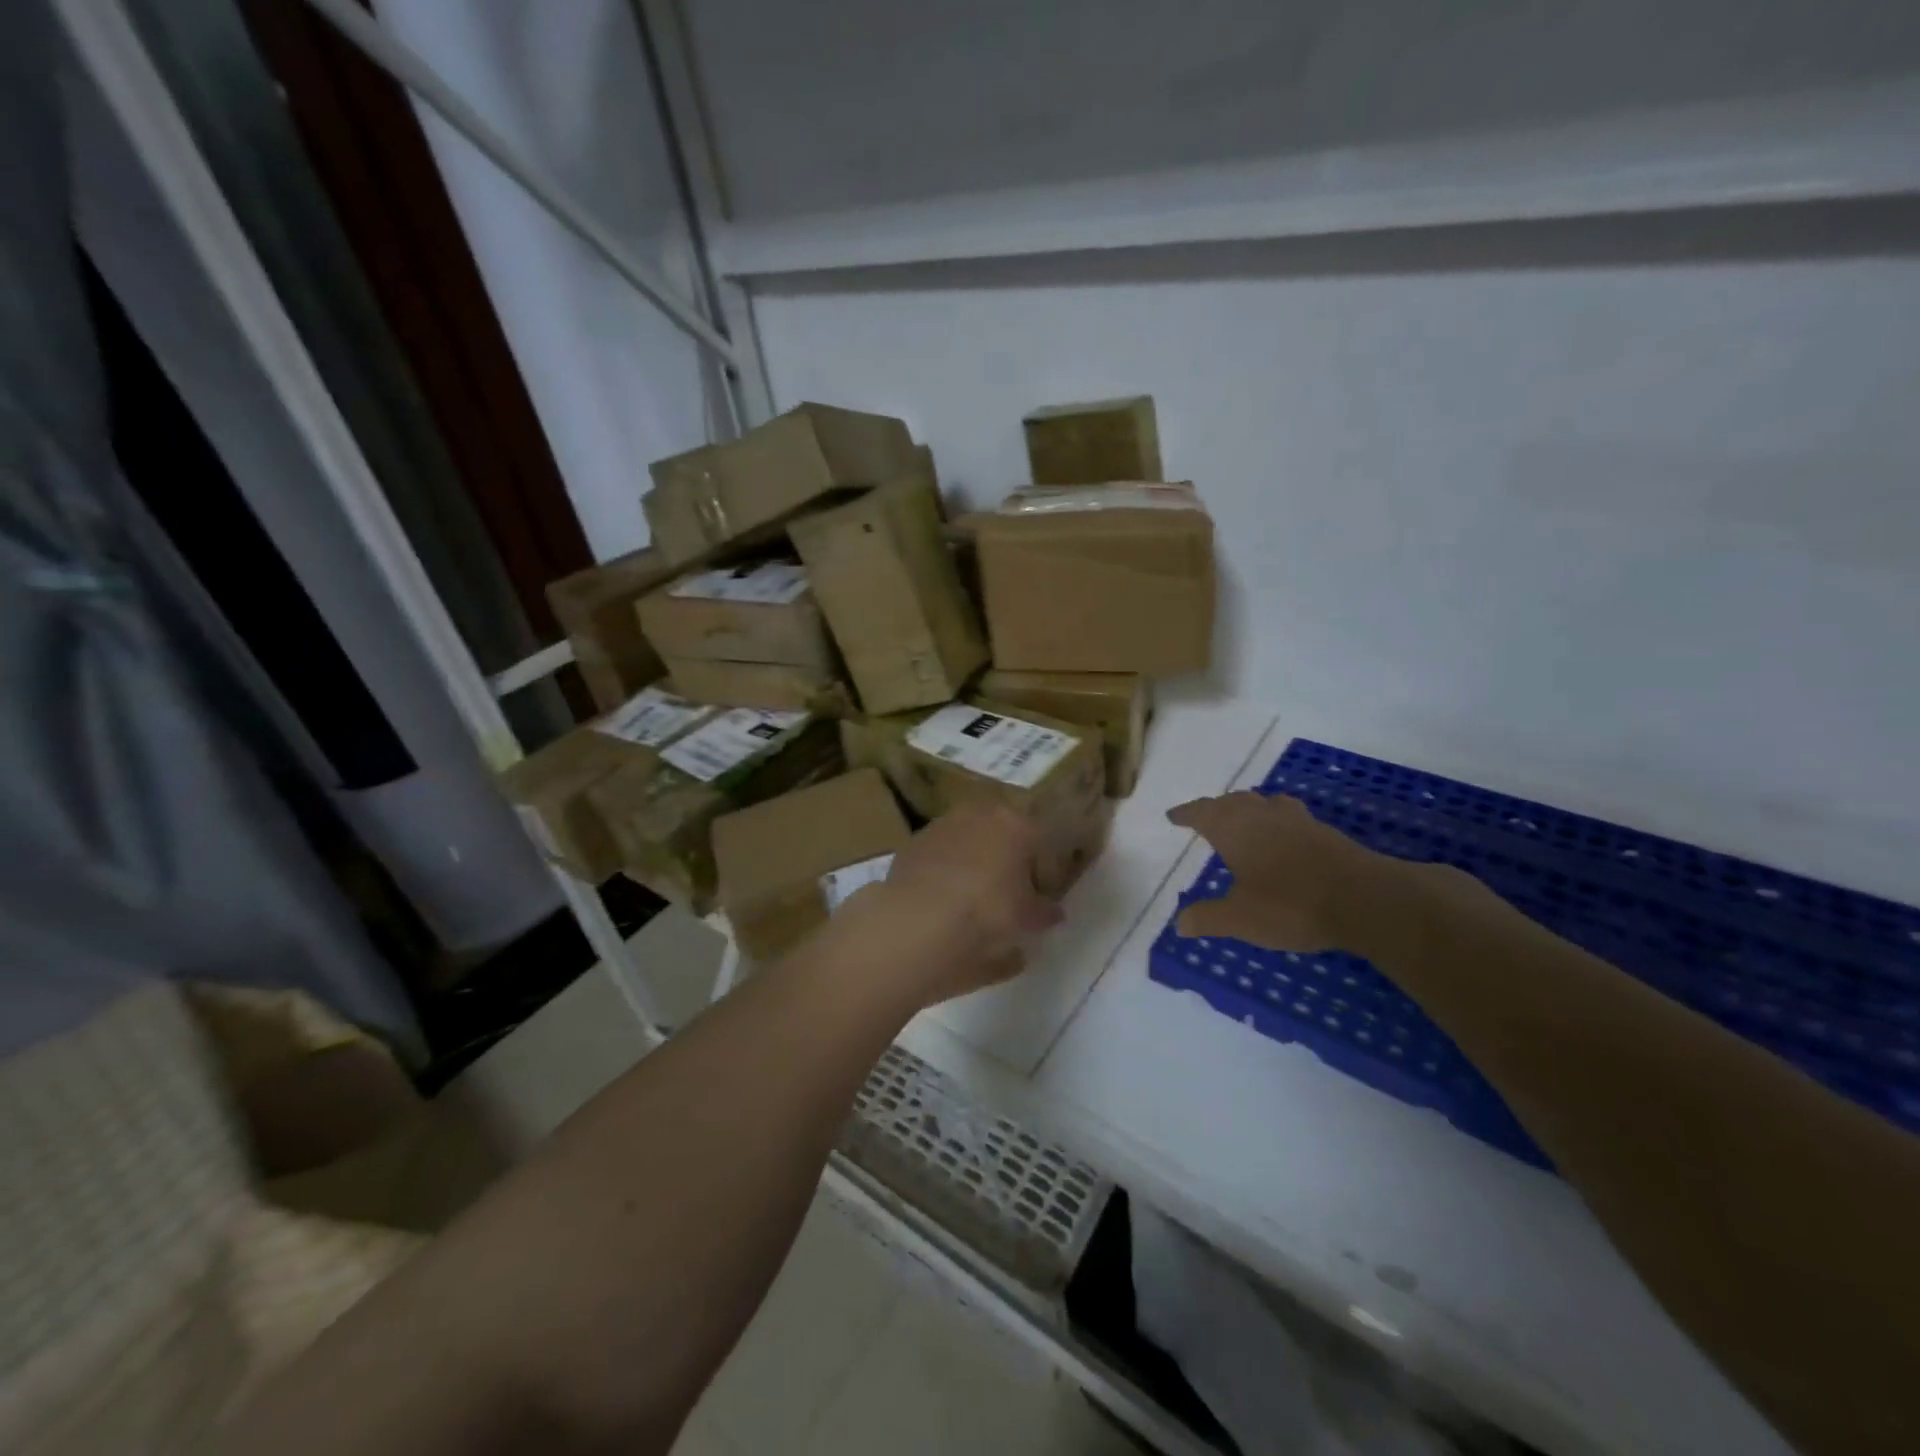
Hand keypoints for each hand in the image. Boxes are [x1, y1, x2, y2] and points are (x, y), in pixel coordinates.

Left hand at [836, 801, 1062, 1006]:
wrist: (918, 921)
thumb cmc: (988, 914)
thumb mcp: (1027, 921)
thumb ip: (1044, 912)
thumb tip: (1053, 912)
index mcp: (1016, 823)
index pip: (1037, 833)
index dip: (1039, 861)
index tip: (1038, 887)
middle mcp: (979, 813)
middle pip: (999, 828)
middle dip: (1003, 851)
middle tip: (1005, 886)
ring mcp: (941, 824)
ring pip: (965, 836)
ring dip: (970, 857)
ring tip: (970, 894)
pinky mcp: (911, 843)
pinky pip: (937, 853)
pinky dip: (942, 869)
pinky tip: (940, 898)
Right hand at [1166, 792, 1400, 951]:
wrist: (1366, 899)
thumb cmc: (1291, 905)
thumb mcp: (1241, 919)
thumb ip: (1208, 918)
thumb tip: (1179, 923)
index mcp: (1235, 829)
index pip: (1202, 812)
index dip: (1186, 813)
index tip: (1173, 816)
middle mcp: (1264, 816)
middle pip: (1235, 802)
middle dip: (1217, 808)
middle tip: (1206, 818)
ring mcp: (1298, 821)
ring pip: (1266, 804)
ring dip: (1250, 810)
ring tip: (1245, 821)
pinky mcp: (1326, 833)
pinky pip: (1291, 818)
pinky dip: (1278, 823)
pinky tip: (1284, 840)